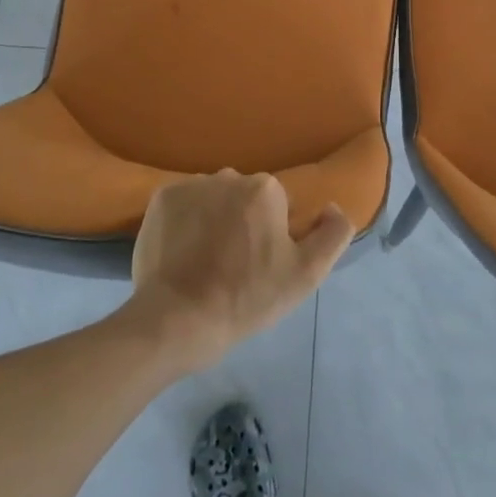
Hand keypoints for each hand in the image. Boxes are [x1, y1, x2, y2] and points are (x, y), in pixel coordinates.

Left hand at [129, 169, 352, 372]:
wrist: (176, 321)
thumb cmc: (246, 298)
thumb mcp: (305, 275)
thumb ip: (332, 234)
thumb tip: (333, 207)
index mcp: (265, 188)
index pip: (279, 207)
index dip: (273, 237)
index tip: (261, 266)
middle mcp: (229, 175)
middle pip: (245, 199)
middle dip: (244, 223)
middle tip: (234, 267)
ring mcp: (191, 185)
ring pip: (214, 199)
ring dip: (215, 220)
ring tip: (205, 262)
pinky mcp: (161, 199)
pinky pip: (184, 205)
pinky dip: (186, 222)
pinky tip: (183, 254)